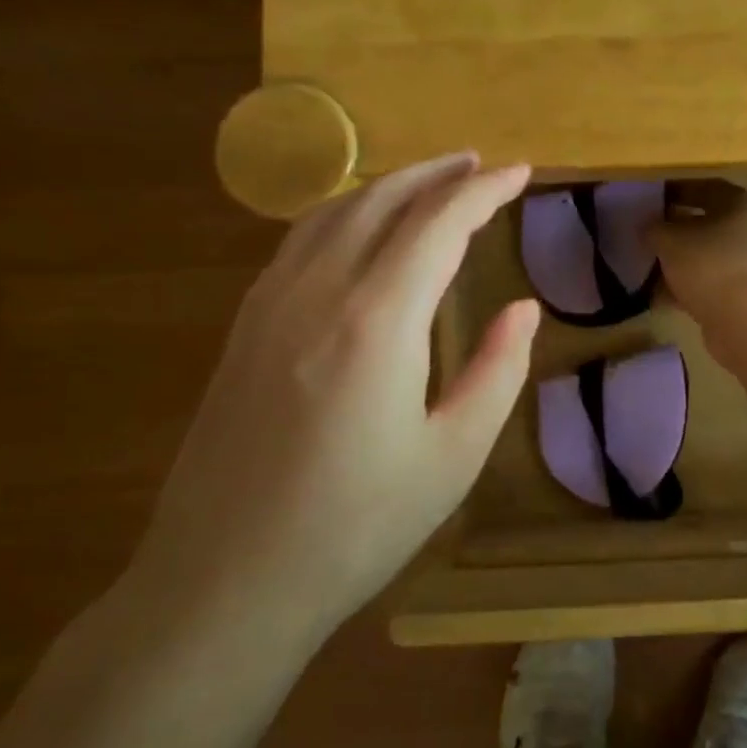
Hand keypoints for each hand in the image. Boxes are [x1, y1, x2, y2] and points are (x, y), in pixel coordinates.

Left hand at [131, 155, 539, 642]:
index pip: (439, 224)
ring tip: (428, 182)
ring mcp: (268, 306)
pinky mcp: (243, 329)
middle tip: (479, 164)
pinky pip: (298, 243)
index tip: (520, 172)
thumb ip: (496, 370)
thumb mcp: (453, 455)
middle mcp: (316, 292)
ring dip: (386, 186)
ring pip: (331, 213)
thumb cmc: (355, 527)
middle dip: (435, 174)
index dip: (484, 191)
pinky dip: (342, 215)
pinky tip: (359, 232)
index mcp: (376, 320)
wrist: (223, 583)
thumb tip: (522, 309)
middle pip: (380, 200)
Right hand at [649, 179, 746, 334]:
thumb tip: (647, 227)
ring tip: (645, 264)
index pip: (704, 187)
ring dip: (676, 259)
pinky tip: (656, 294)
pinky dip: (683, 285)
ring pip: (703, 254)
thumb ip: (653, 228)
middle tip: (644, 232)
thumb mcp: (669, 240)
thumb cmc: (707, 265)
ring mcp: (746, 263)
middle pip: (704, 223)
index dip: (675, 190)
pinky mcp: (739, 293)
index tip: (650, 199)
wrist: (741, 320)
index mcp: (739, 204)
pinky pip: (705, 281)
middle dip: (672, 229)